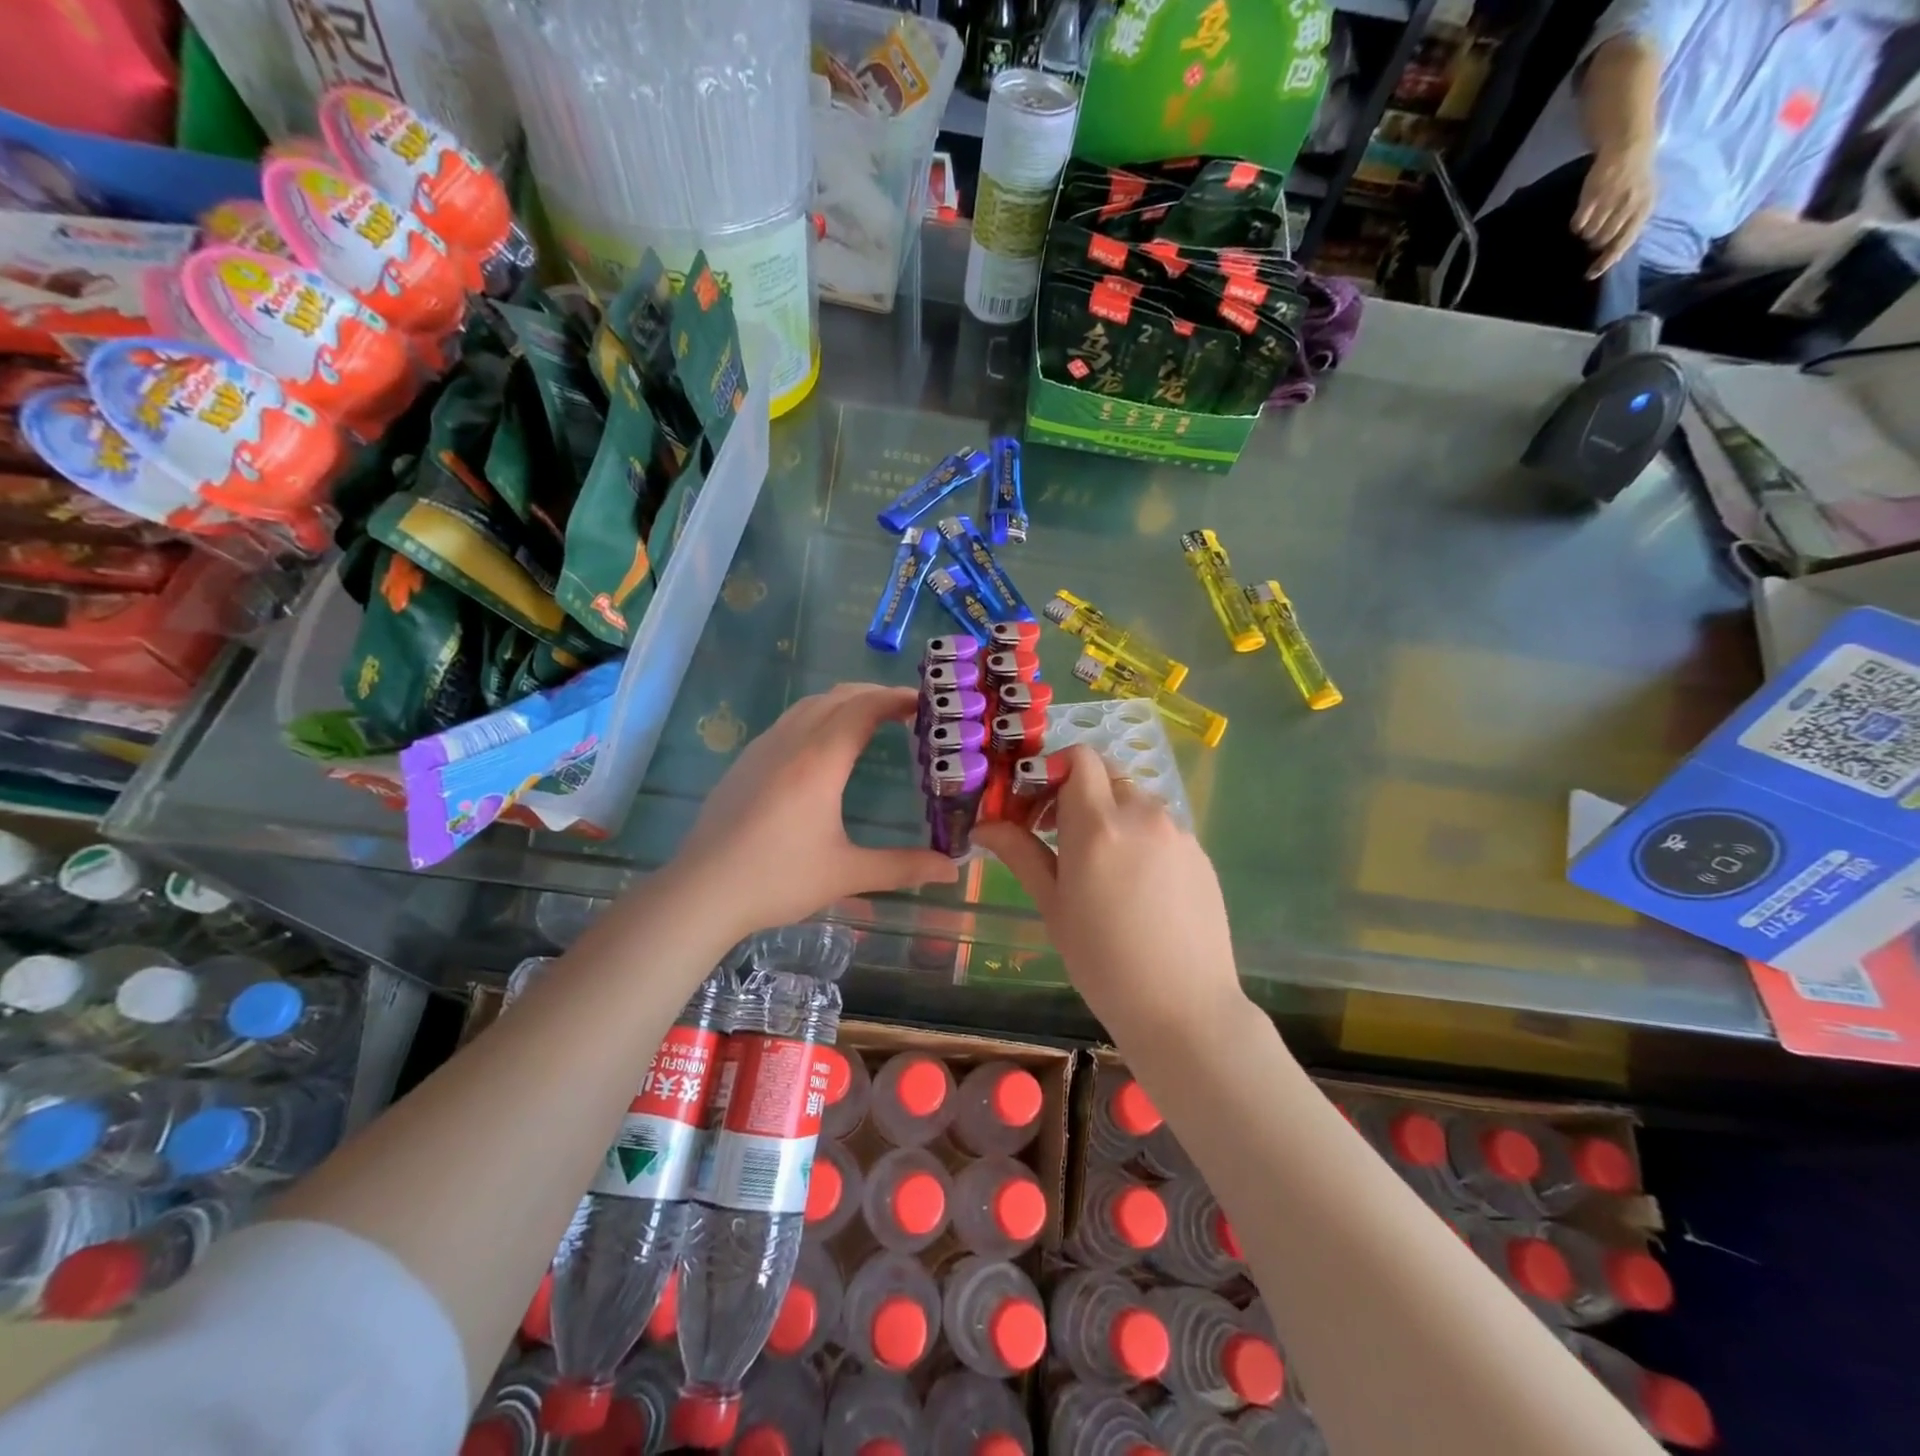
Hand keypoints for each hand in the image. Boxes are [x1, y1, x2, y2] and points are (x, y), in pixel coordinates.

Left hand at [668, 684, 957, 938]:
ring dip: (844, 703)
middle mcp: (790, 742)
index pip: (864, 708)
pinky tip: (823, 749)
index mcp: (819, 761)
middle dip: (875, 695)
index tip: (926, 702)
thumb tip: (954, 869)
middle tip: (907, 712)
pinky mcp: (744, 763)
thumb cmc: (777, 879)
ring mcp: (761, 749)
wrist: (701, 892)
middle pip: (837, 697)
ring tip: (871, 722)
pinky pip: (788, 722)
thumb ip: (903, 867)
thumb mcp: (846, 875)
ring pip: (809, 705)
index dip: (896, 698)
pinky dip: (818, 718)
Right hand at [974, 745, 1245, 1036]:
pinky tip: (1136, 885)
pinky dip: (1140, 837)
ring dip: (1110, 815)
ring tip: (1100, 865)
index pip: (1079, 758)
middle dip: (1078, 793)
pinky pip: (1162, 827)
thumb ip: (1020, 854)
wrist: (1183, 1007)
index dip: (1053, 770)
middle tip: (1059, 835)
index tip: (1037, 807)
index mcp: (1098, 824)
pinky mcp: (1200, 852)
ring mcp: (1178, 832)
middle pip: (1106, 776)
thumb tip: (983, 825)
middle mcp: (1142, 814)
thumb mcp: (1053, 906)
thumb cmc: (1102, 962)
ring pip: (1135, 800)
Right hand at [1573, 144, 1655, 278]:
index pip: (1624, 243)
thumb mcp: (1641, 201)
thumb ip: (1629, 225)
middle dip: (1596, 241)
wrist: (1629, 145)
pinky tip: (1583, 215)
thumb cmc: (1635, 179)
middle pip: (1603, 240)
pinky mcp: (1593, 195)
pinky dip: (1577, 223)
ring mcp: (1611, 199)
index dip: (1606, 261)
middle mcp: (1629, 205)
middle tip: (1593, 235)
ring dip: (1587, 232)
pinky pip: (1578, 223)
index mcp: (1644, 208)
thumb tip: (1609, 252)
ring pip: (1590, 233)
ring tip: (1590, 221)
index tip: (1590, 274)